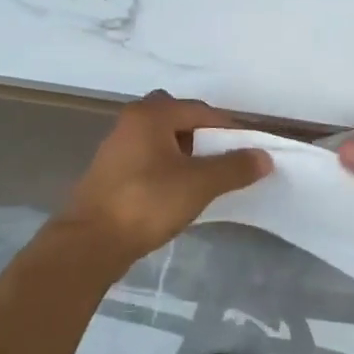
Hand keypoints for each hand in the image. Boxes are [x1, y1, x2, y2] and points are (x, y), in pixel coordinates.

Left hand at [58, 92, 270, 274]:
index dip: (229, 129)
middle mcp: (131, 122)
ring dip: (185, 152)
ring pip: (161, 139)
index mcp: (151, 114)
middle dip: (204, 135)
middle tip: (224, 158)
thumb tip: (263, 156)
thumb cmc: (147, 202)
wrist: (90, 242)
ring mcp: (117, 147)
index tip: (250, 149)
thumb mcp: (199, 184)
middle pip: (178, 119)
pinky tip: (178, 191)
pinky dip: (168, 167)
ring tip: (206, 177)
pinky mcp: (110, 172)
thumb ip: (234, 167)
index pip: (201, 111)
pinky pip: (148, 158)